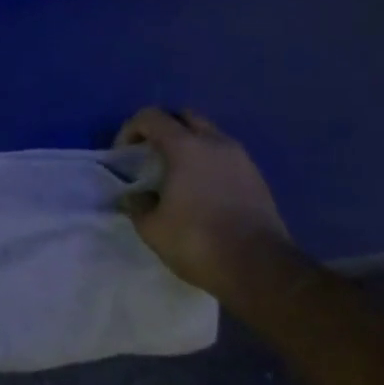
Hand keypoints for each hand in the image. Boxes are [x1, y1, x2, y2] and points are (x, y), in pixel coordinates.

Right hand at [114, 108, 292, 298]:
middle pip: (184, 117)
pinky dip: (207, 162)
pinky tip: (199, 190)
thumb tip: (136, 196)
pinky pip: (224, 156)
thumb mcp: (151, 227)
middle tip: (149, 156)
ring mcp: (241, 159)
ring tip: (174, 174)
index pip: (151, 117)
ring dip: (187, 144)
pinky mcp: (256, 178)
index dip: (130, 129)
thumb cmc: (197, 241)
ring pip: (208, 135)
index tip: (123, 155)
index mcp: (186, 147)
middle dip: (162, 129)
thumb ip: (137, 204)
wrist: (259, 268)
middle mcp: (216, 143)